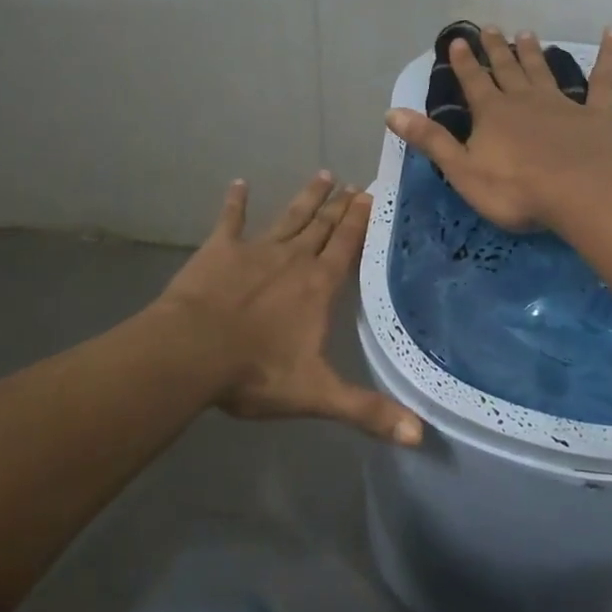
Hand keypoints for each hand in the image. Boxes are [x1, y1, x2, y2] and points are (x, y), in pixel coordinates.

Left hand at [155, 173, 423, 445]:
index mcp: (318, 286)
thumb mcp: (317, 395)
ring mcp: (255, 250)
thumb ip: (368, 411)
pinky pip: (231, 220)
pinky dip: (235, 203)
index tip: (371, 194)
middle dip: (339, 205)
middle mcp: (293, 260)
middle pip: (321, 227)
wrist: (192, 352)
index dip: (359, 221)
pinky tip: (238, 183)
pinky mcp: (219, 250)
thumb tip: (420, 437)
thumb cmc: (256, 372)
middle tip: (353, 182)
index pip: (346, 247)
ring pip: (289, 217)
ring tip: (323, 174)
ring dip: (306, 198)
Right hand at [385, 25, 611, 232]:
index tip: (457, 41)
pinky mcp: (596, 115)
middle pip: (506, 69)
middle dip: (496, 50)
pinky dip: (608, 55)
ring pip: (543, 71)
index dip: (463, 63)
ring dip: (533, 53)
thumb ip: (430, 140)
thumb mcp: (462, 170)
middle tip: (490, 28)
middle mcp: (524, 100)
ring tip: (527, 33)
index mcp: (492, 114)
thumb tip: (392, 112)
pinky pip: (602, 80)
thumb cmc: (516, 190)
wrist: (581, 194)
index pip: (473, 82)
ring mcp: (562, 104)